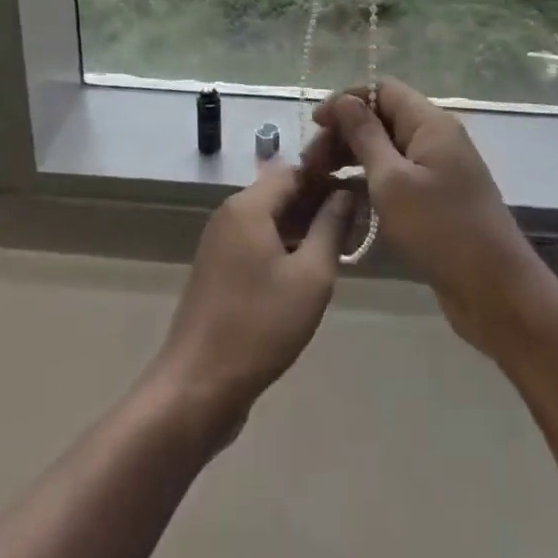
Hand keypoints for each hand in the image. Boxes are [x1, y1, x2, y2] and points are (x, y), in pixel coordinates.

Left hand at [148, 165, 353, 431]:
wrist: (198, 385)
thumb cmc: (259, 326)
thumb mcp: (310, 278)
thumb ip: (331, 228)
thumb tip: (345, 194)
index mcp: (248, 206)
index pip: (294, 171)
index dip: (328, 179)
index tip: (359, 195)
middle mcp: (230, 214)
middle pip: (280, 194)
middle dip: (317, 204)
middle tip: (355, 226)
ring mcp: (219, 242)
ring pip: (269, 219)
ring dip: (302, 228)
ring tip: (339, 249)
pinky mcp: (217, 269)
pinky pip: (256, 242)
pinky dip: (283, 247)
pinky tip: (307, 272)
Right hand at [313, 79, 545, 357]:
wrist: (497, 293)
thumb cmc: (441, 230)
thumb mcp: (392, 181)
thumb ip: (365, 137)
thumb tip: (345, 100)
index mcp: (429, 123)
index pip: (382, 90)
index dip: (347, 100)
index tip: (315, 124)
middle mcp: (435, 138)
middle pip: (382, 119)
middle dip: (345, 134)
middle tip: (311, 163)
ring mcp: (438, 171)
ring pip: (387, 150)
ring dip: (353, 160)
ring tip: (321, 183)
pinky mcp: (437, 201)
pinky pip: (397, 178)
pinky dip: (370, 184)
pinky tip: (347, 204)